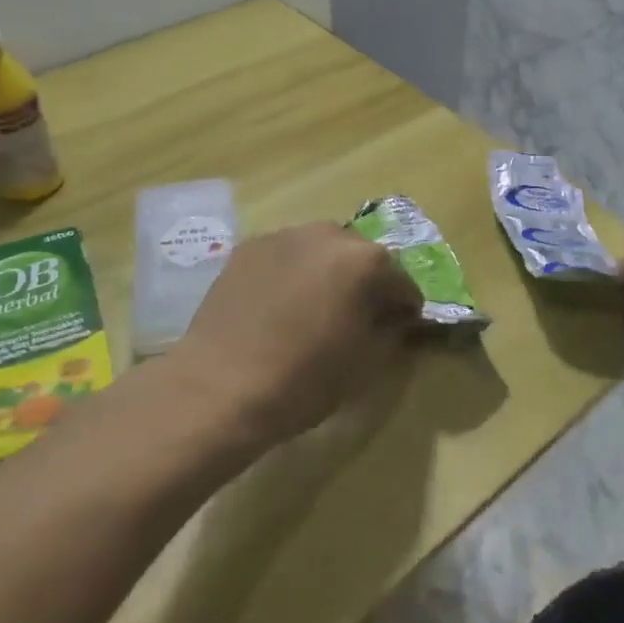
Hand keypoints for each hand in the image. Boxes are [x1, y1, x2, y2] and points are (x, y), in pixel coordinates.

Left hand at [168, 223, 422, 450]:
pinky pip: (286, 255)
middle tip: (353, 317)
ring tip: (311, 308)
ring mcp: (283, 236)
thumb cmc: (304, 380)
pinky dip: (292, 273)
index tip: (396, 328)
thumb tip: (393, 317)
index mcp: (366, 261)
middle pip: (361, 256)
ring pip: (320, 250)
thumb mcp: (365, 363)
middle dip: (364, 282)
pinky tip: (277, 305)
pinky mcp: (248, 248)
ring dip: (326, 273)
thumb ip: (390, 330)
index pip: (402, 282)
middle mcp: (328, 235)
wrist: (219, 387)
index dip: (403, 308)